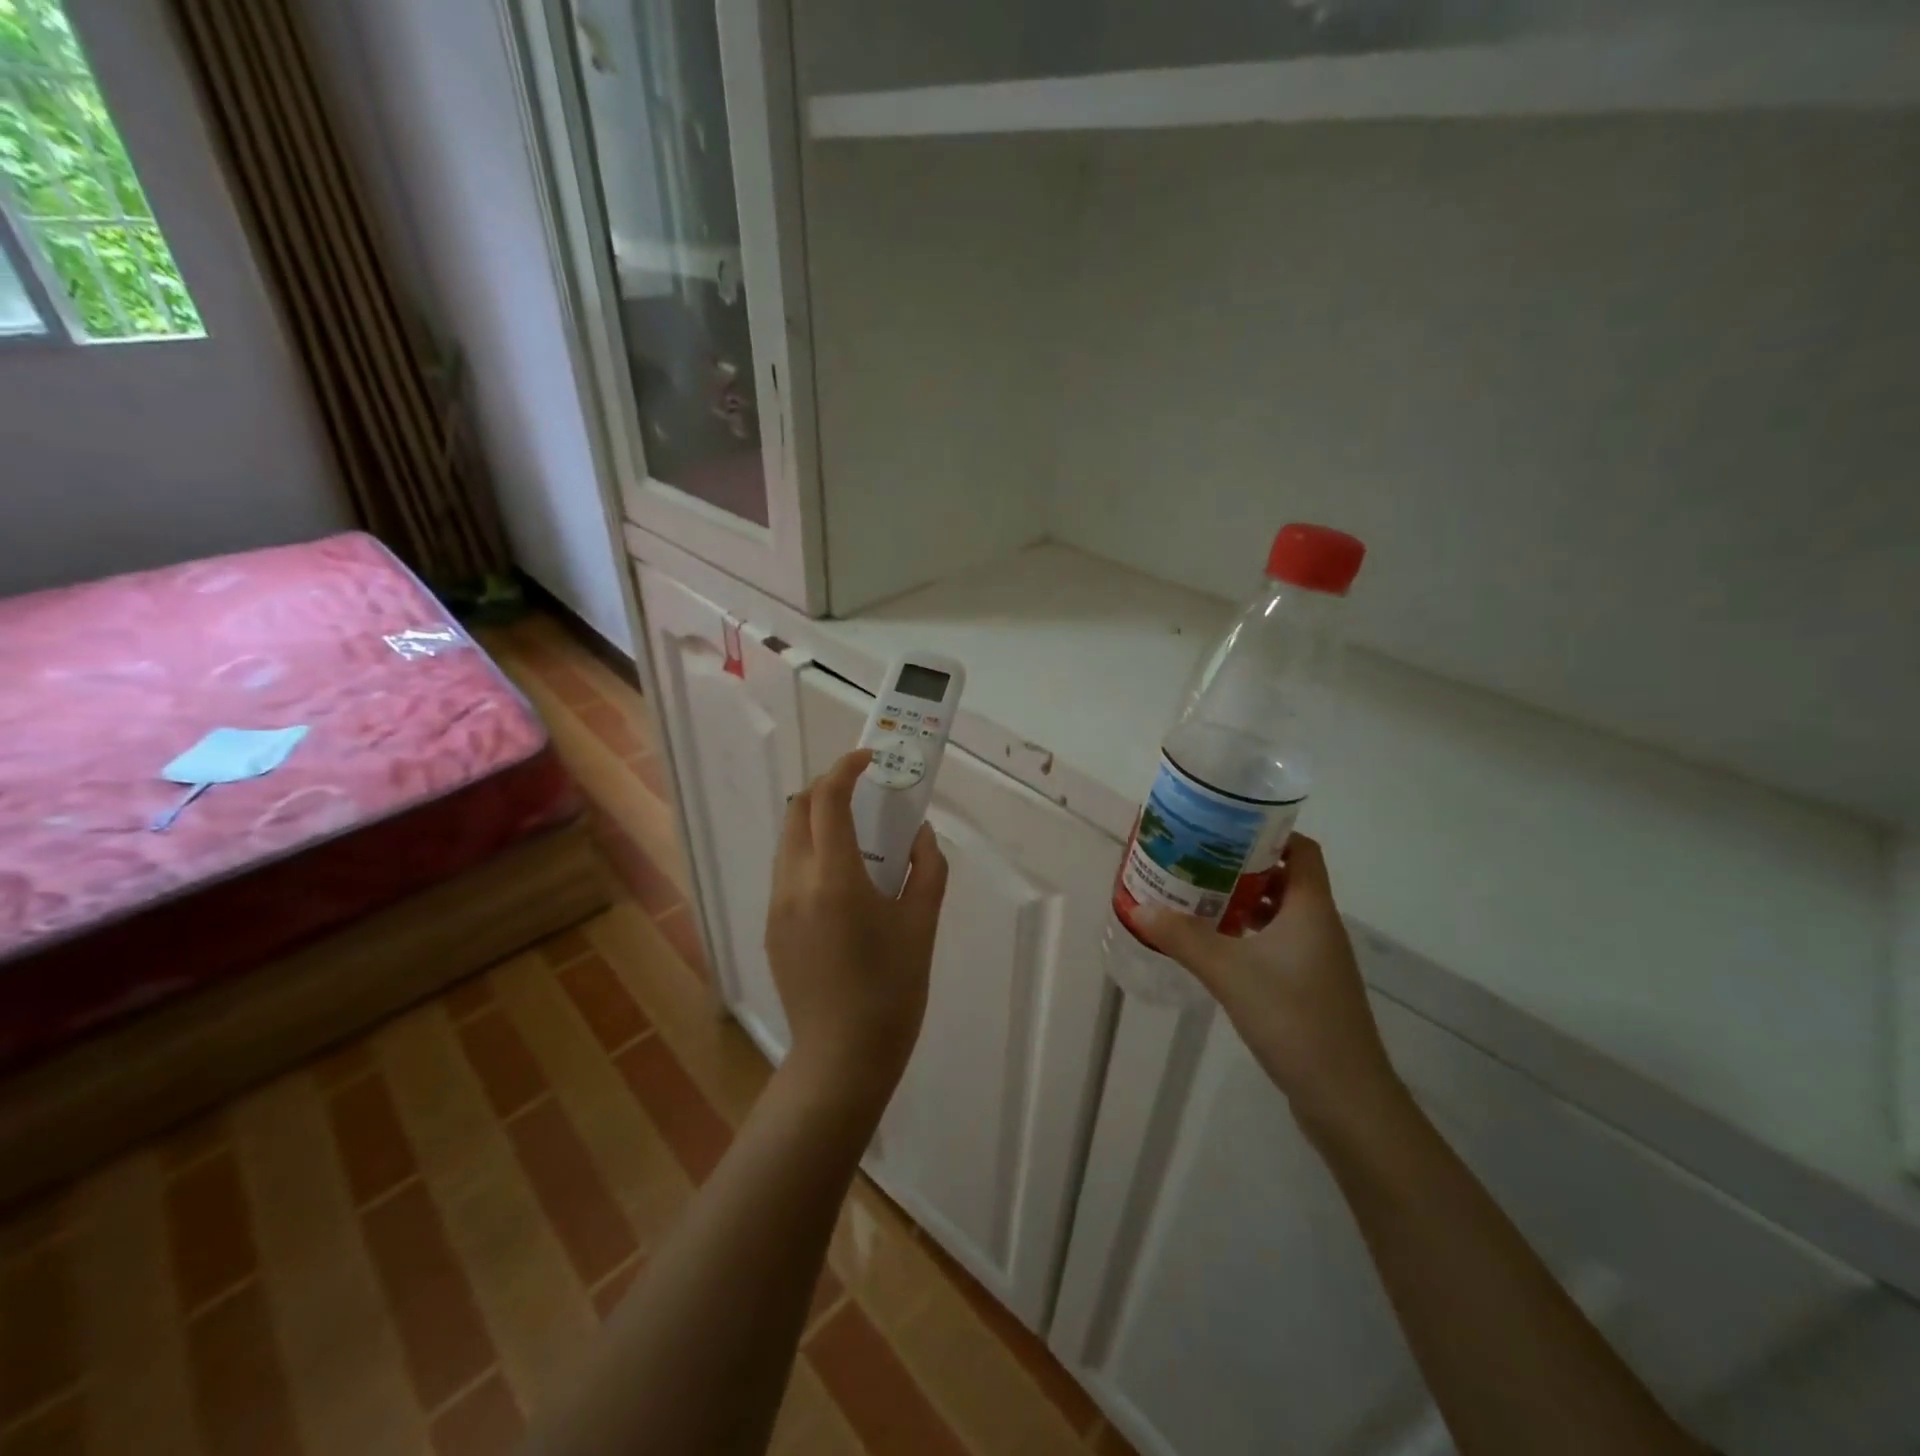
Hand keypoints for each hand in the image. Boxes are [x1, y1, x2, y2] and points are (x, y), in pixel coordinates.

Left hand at [765, 749, 949, 1113]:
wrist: (843, 1057)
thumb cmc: (893, 989)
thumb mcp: (922, 923)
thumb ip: (926, 866)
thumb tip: (919, 833)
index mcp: (835, 878)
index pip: (827, 799)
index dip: (846, 769)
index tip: (870, 760)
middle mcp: (795, 883)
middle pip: (797, 809)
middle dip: (826, 788)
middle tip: (863, 792)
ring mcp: (777, 906)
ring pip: (787, 840)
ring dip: (815, 821)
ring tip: (855, 836)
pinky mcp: (771, 928)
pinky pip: (786, 871)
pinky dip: (808, 853)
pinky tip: (840, 882)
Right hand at [1138, 834, 1402, 1138]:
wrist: (1345, 1098)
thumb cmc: (1294, 1018)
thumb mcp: (1229, 973)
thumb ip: (1183, 938)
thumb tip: (1139, 907)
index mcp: (1310, 908)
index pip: (1300, 848)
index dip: (1267, 831)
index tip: (1223, 826)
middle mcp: (1318, 925)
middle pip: (1283, 877)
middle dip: (1240, 865)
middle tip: (1195, 858)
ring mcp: (1316, 959)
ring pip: (1278, 912)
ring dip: (1241, 901)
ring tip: (1196, 895)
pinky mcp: (1308, 987)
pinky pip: (1276, 942)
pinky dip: (1247, 934)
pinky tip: (1215, 945)